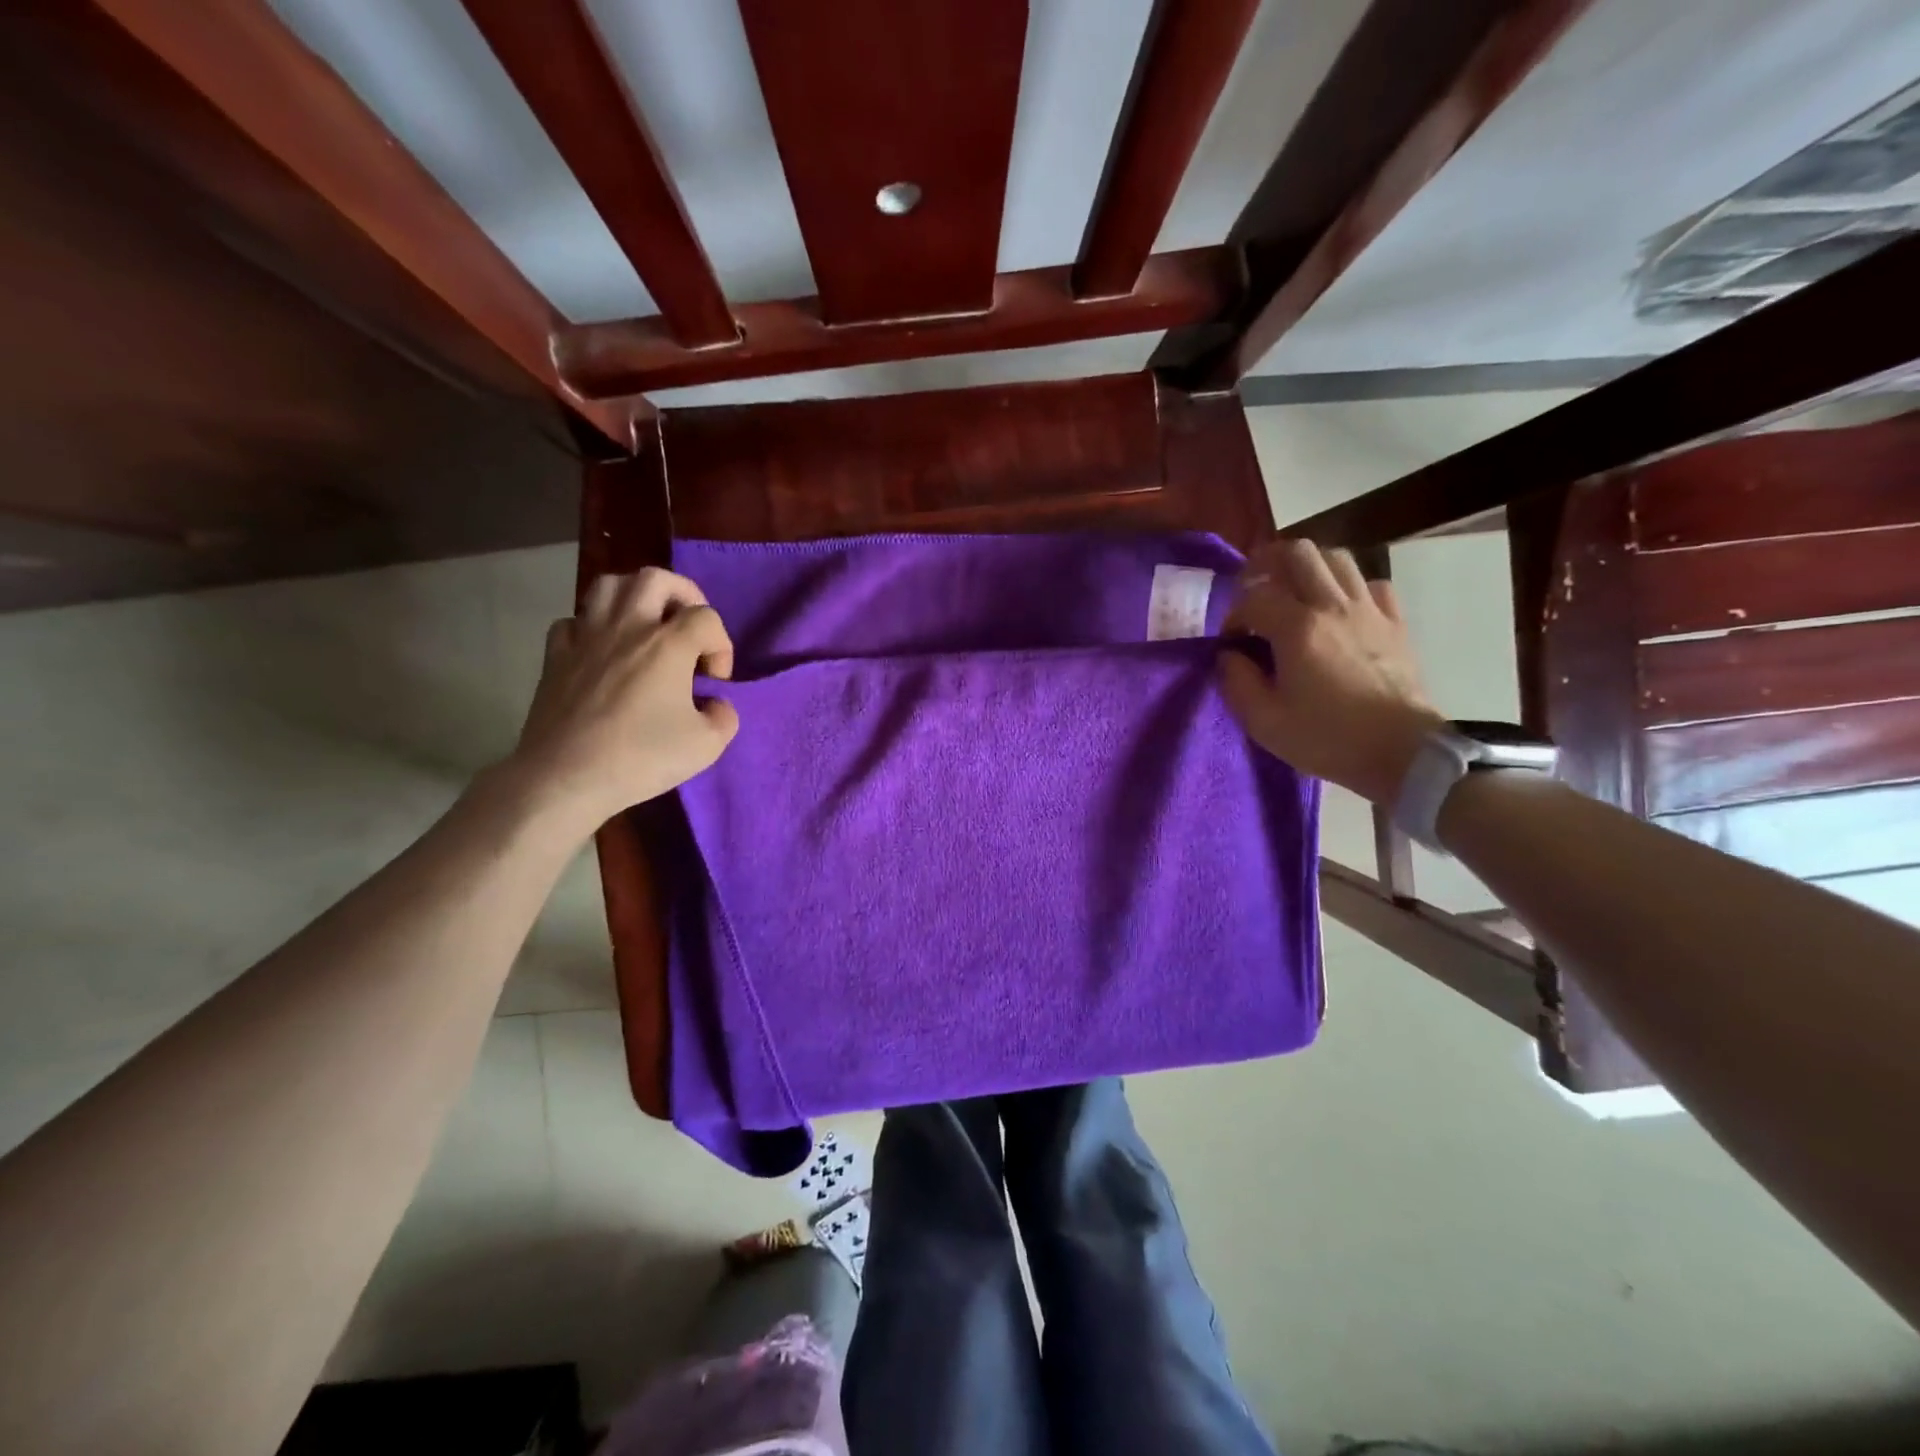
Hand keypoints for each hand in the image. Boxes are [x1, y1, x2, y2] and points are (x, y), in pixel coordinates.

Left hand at [503, 568, 738, 834]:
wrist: (565, 777)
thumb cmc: (641, 758)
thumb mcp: (707, 746)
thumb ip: (724, 717)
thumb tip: (716, 704)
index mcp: (668, 644)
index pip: (706, 617)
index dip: (720, 645)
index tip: (714, 682)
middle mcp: (627, 627)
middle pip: (656, 579)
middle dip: (683, 595)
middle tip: (689, 627)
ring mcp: (586, 637)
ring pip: (609, 585)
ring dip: (634, 596)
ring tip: (647, 623)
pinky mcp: (555, 656)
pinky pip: (573, 621)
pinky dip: (591, 627)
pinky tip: (601, 650)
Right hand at [1220, 538, 1444, 804]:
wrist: (1401, 753)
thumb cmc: (1328, 739)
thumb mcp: (1264, 722)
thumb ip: (1237, 682)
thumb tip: (1229, 656)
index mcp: (1298, 629)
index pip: (1254, 598)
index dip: (1234, 615)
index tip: (1231, 642)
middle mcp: (1333, 606)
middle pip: (1298, 553)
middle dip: (1267, 563)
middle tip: (1254, 588)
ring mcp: (1369, 610)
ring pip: (1336, 559)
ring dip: (1308, 568)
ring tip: (1293, 591)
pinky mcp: (1394, 622)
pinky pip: (1370, 584)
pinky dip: (1348, 587)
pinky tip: (1338, 609)